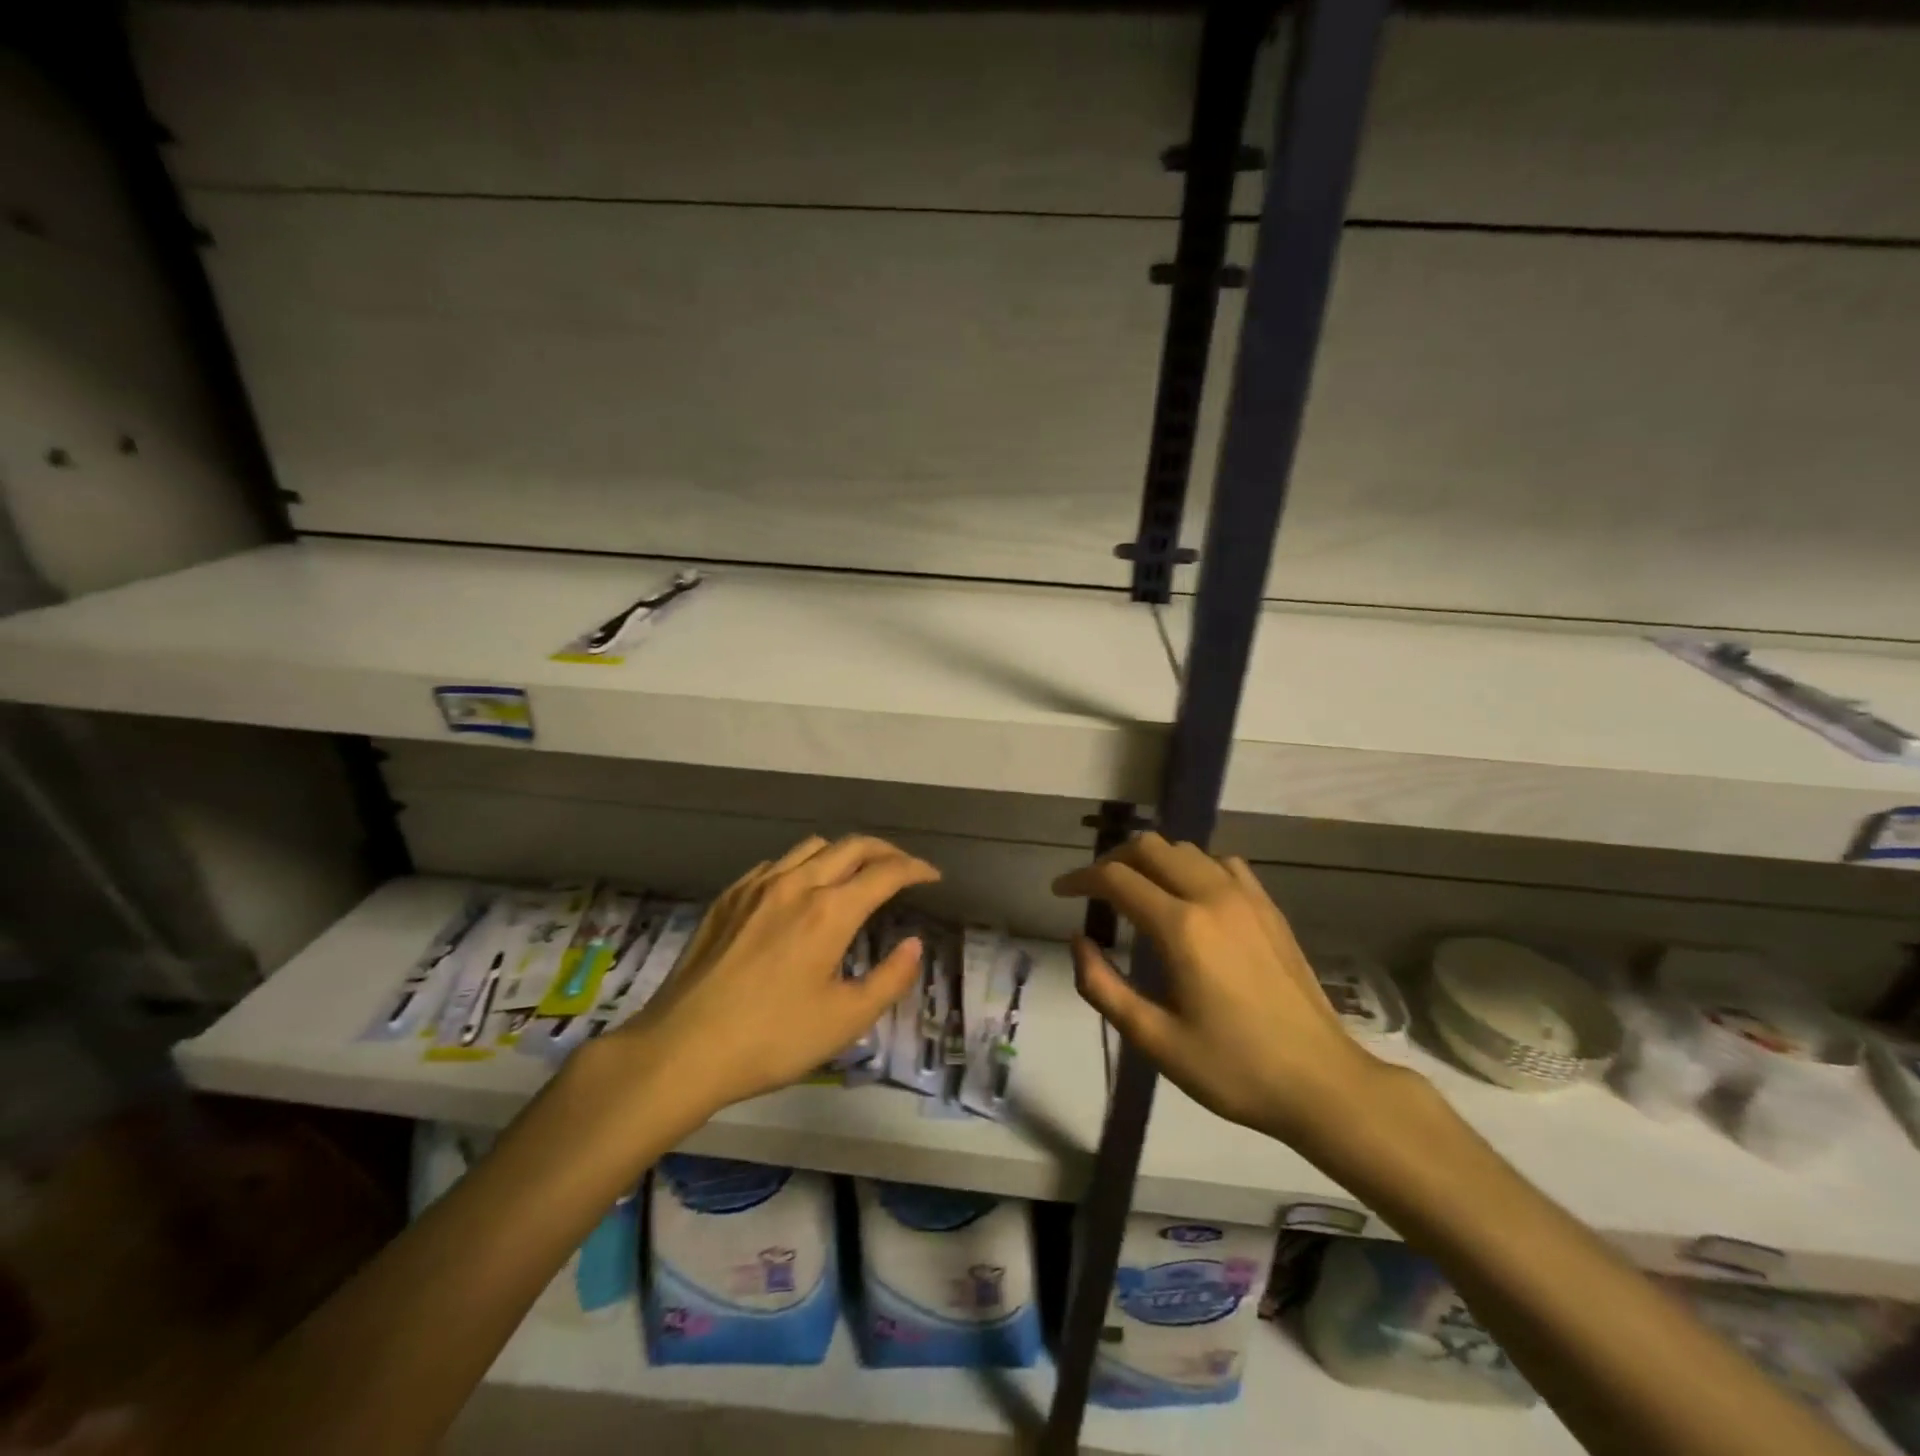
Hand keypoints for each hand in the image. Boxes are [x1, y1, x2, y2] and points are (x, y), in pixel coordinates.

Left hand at [601, 835, 939, 1120]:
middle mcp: (796, 884)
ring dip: (844, 852)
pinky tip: (802, 890)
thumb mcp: (845, 1021)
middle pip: (851, 846)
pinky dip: (804, 864)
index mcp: (829, 911)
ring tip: (856, 874)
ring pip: (812, 847)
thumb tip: (913, 946)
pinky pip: (777, 863)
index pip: (885, 872)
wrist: (681, 1049)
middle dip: (886, 851)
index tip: (932, 876)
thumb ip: (890, 979)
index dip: (915, 869)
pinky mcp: (728, 897)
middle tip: (903, 868)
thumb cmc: (771, 1039)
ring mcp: (757, 886)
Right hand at [1054, 833, 1396, 1155]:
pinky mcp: (1268, 907)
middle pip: (1150, 847)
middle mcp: (1212, 896)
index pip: (1116, 878)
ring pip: (1186, 849)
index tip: (1061, 891)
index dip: (1081, 878)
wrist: (1322, 1083)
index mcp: (1181, 927)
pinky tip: (1190, 897)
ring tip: (1137, 891)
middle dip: (1113, 860)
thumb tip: (1078, 941)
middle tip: (1096, 890)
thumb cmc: (1232, 1069)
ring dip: (1152, 861)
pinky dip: (1193, 868)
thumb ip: (1104, 987)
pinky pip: (1222, 863)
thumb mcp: (1155, 1040)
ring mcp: (1246, 897)